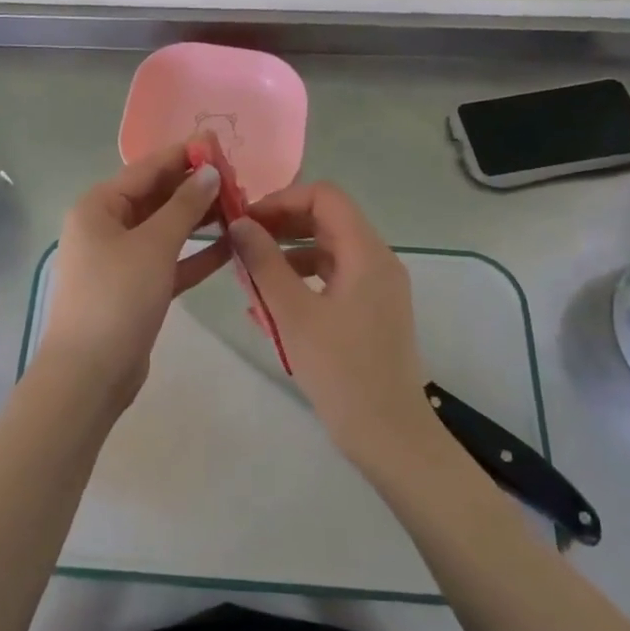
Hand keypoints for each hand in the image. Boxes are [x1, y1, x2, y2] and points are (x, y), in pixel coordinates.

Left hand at [36, 145, 228, 408]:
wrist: (91, 372)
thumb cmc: (118, 297)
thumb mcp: (153, 245)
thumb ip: (184, 206)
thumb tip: (208, 171)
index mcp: (98, 206)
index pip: (146, 169)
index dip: (183, 155)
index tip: (219, 143)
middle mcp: (106, 226)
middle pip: (155, 197)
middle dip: (194, 187)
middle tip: (238, 178)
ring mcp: (120, 259)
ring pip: (165, 229)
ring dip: (199, 219)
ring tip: (240, 206)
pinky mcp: (136, 288)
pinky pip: (169, 260)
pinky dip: (195, 253)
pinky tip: (230, 244)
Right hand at [227, 182, 441, 466]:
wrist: (389, 434)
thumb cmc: (340, 371)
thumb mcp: (293, 314)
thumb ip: (264, 262)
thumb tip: (240, 223)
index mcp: (366, 253)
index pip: (325, 196)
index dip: (282, 199)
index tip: (246, 221)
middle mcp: (378, 260)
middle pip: (328, 220)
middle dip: (282, 225)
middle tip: (242, 243)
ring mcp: (378, 287)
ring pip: (329, 250)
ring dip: (289, 253)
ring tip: (251, 275)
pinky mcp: (373, 310)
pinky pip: (334, 278)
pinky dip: (303, 279)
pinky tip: (271, 303)